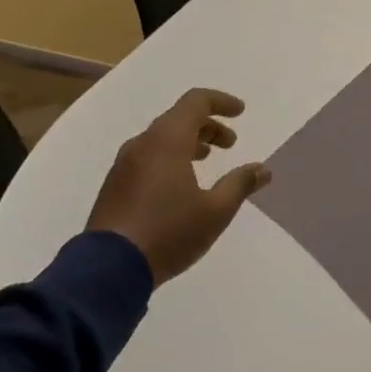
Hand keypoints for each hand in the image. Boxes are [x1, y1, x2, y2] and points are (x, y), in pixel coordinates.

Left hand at [86, 89, 270, 286]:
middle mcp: (142, 145)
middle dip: (208, 126)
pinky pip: (148, 157)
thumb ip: (240, 184)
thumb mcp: (215, 211)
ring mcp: (124, 165)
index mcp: (167, 141)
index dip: (221, 102)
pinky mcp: (115, 185)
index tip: (241, 112)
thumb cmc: (168, 233)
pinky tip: (181, 184)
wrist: (108, 270)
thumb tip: (262, 169)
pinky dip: (170, 157)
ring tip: (207, 160)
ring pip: (161, 138)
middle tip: (230, 144)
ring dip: (189, 142)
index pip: (195, 102)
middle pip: (178, 118)